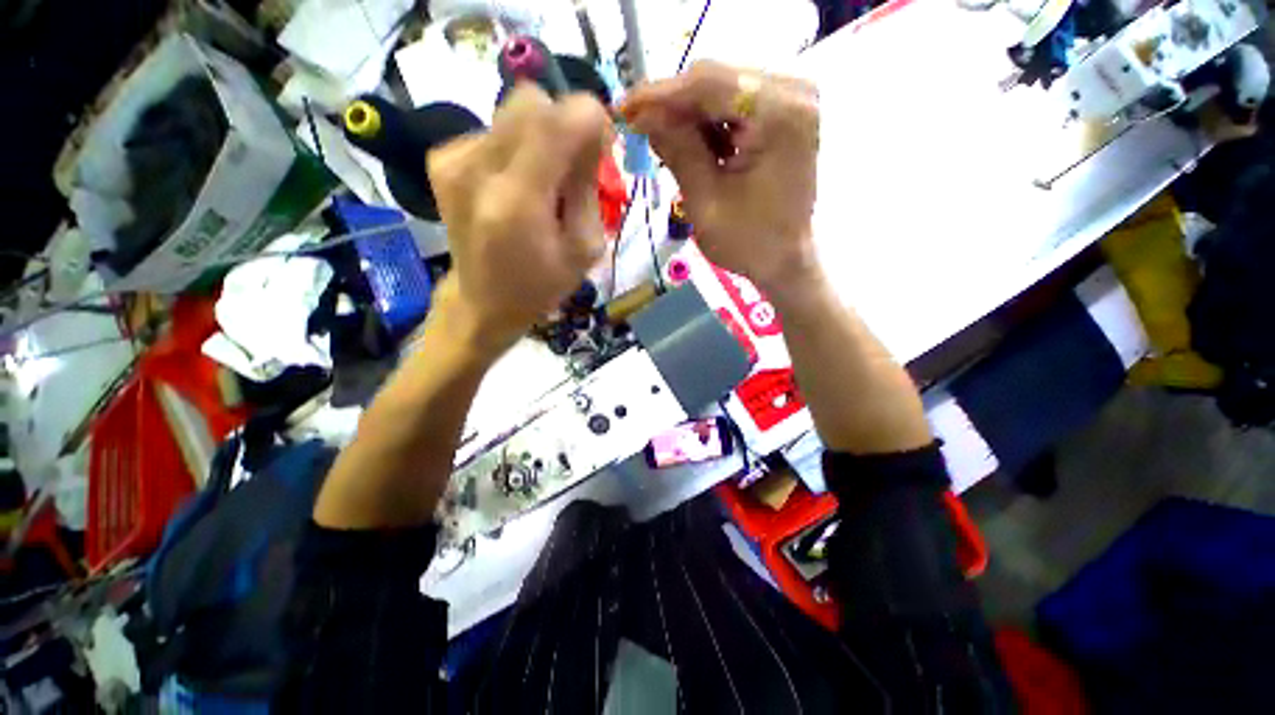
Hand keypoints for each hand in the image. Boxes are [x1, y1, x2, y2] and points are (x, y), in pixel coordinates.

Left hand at [428, 85, 611, 348]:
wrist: (483, 303)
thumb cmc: (541, 285)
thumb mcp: (584, 249)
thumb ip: (589, 189)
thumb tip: (593, 135)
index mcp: (518, 201)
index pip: (558, 120)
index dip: (589, 120)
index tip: (602, 146)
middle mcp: (477, 169)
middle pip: (531, 102)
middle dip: (564, 124)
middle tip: (573, 167)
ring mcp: (452, 160)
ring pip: (512, 113)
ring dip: (540, 139)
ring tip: (543, 185)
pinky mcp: (442, 159)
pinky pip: (494, 130)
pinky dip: (515, 149)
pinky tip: (515, 186)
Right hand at [622, 62, 819, 292]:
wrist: (784, 260)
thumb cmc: (747, 242)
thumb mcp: (705, 201)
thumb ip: (677, 150)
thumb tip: (643, 113)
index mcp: (780, 114)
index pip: (709, 84)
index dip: (660, 94)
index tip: (623, 107)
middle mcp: (794, 92)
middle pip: (718, 80)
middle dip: (673, 104)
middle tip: (637, 124)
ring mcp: (793, 99)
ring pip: (723, 90)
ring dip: (689, 115)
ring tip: (661, 140)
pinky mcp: (786, 113)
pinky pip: (736, 105)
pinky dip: (709, 123)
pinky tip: (691, 144)